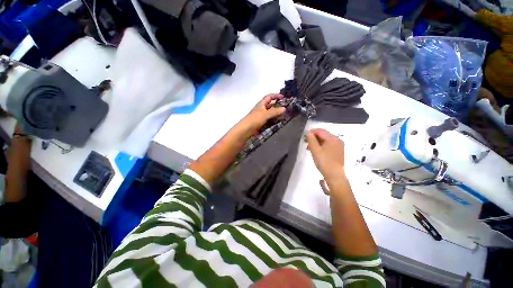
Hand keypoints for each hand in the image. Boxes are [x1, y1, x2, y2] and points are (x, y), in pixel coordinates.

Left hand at [238, 94, 285, 135]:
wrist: (246, 130)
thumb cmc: (255, 119)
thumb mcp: (265, 114)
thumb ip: (275, 111)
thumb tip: (284, 108)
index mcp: (261, 104)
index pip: (269, 97)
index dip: (276, 96)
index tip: (283, 97)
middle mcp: (262, 109)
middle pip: (271, 106)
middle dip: (278, 106)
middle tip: (286, 109)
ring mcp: (262, 117)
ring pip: (271, 114)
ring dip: (277, 114)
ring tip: (285, 116)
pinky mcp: (262, 123)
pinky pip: (270, 120)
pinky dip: (275, 120)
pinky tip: (279, 122)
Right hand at [306, 128, 344, 181]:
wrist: (334, 176)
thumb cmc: (324, 162)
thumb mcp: (315, 150)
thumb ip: (311, 140)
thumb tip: (308, 133)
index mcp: (333, 139)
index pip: (320, 131)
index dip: (311, 132)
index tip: (304, 136)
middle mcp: (337, 140)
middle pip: (323, 135)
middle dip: (313, 137)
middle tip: (305, 142)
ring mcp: (338, 146)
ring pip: (325, 140)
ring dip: (316, 142)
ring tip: (308, 147)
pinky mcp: (337, 152)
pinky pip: (328, 145)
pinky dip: (320, 146)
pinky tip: (315, 151)